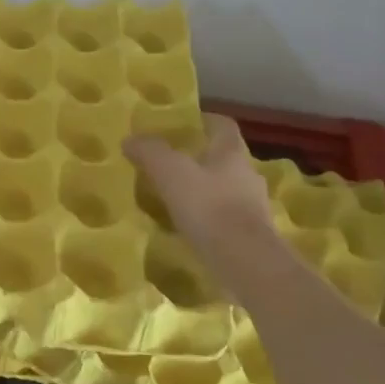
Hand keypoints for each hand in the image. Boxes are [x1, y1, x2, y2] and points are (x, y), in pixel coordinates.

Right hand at [124, 119, 288, 293]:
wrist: (246, 262)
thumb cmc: (209, 207)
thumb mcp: (170, 173)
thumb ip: (150, 152)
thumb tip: (130, 139)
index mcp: (232, 153)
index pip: (222, 126)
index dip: (203, 121)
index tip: (184, 124)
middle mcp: (248, 175)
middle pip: (224, 158)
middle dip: (200, 159)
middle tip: (171, 163)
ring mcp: (253, 208)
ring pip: (226, 189)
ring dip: (205, 191)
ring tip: (176, 198)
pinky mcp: (252, 236)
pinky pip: (227, 219)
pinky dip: (210, 219)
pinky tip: (190, 229)